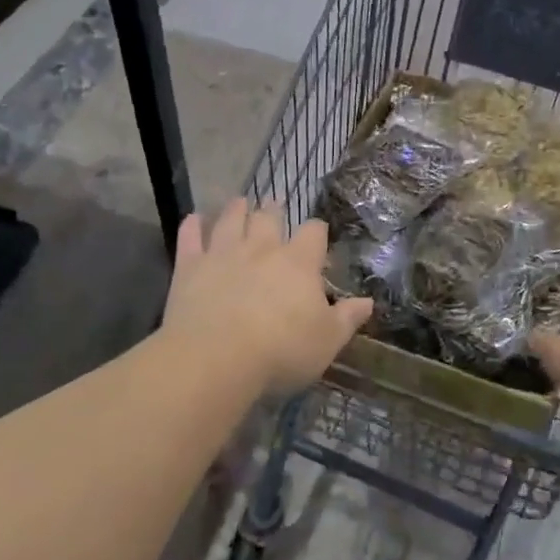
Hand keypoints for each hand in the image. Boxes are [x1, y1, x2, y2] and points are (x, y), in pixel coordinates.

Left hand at [162, 199, 372, 395]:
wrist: (215, 358)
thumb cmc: (281, 350)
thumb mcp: (327, 341)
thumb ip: (348, 318)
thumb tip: (368, 302)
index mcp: (299, 263)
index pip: (313, 233)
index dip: (317, 231)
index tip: (318, 233)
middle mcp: (262, 249)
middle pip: (269, 218)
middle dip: (274, 209)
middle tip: (274, 203)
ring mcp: (223, 254)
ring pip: (231, 220)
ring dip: (236, 209)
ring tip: (240, 202)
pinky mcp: (190, 267)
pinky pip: (190, 238)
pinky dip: (192, 226)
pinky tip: (193, 218)